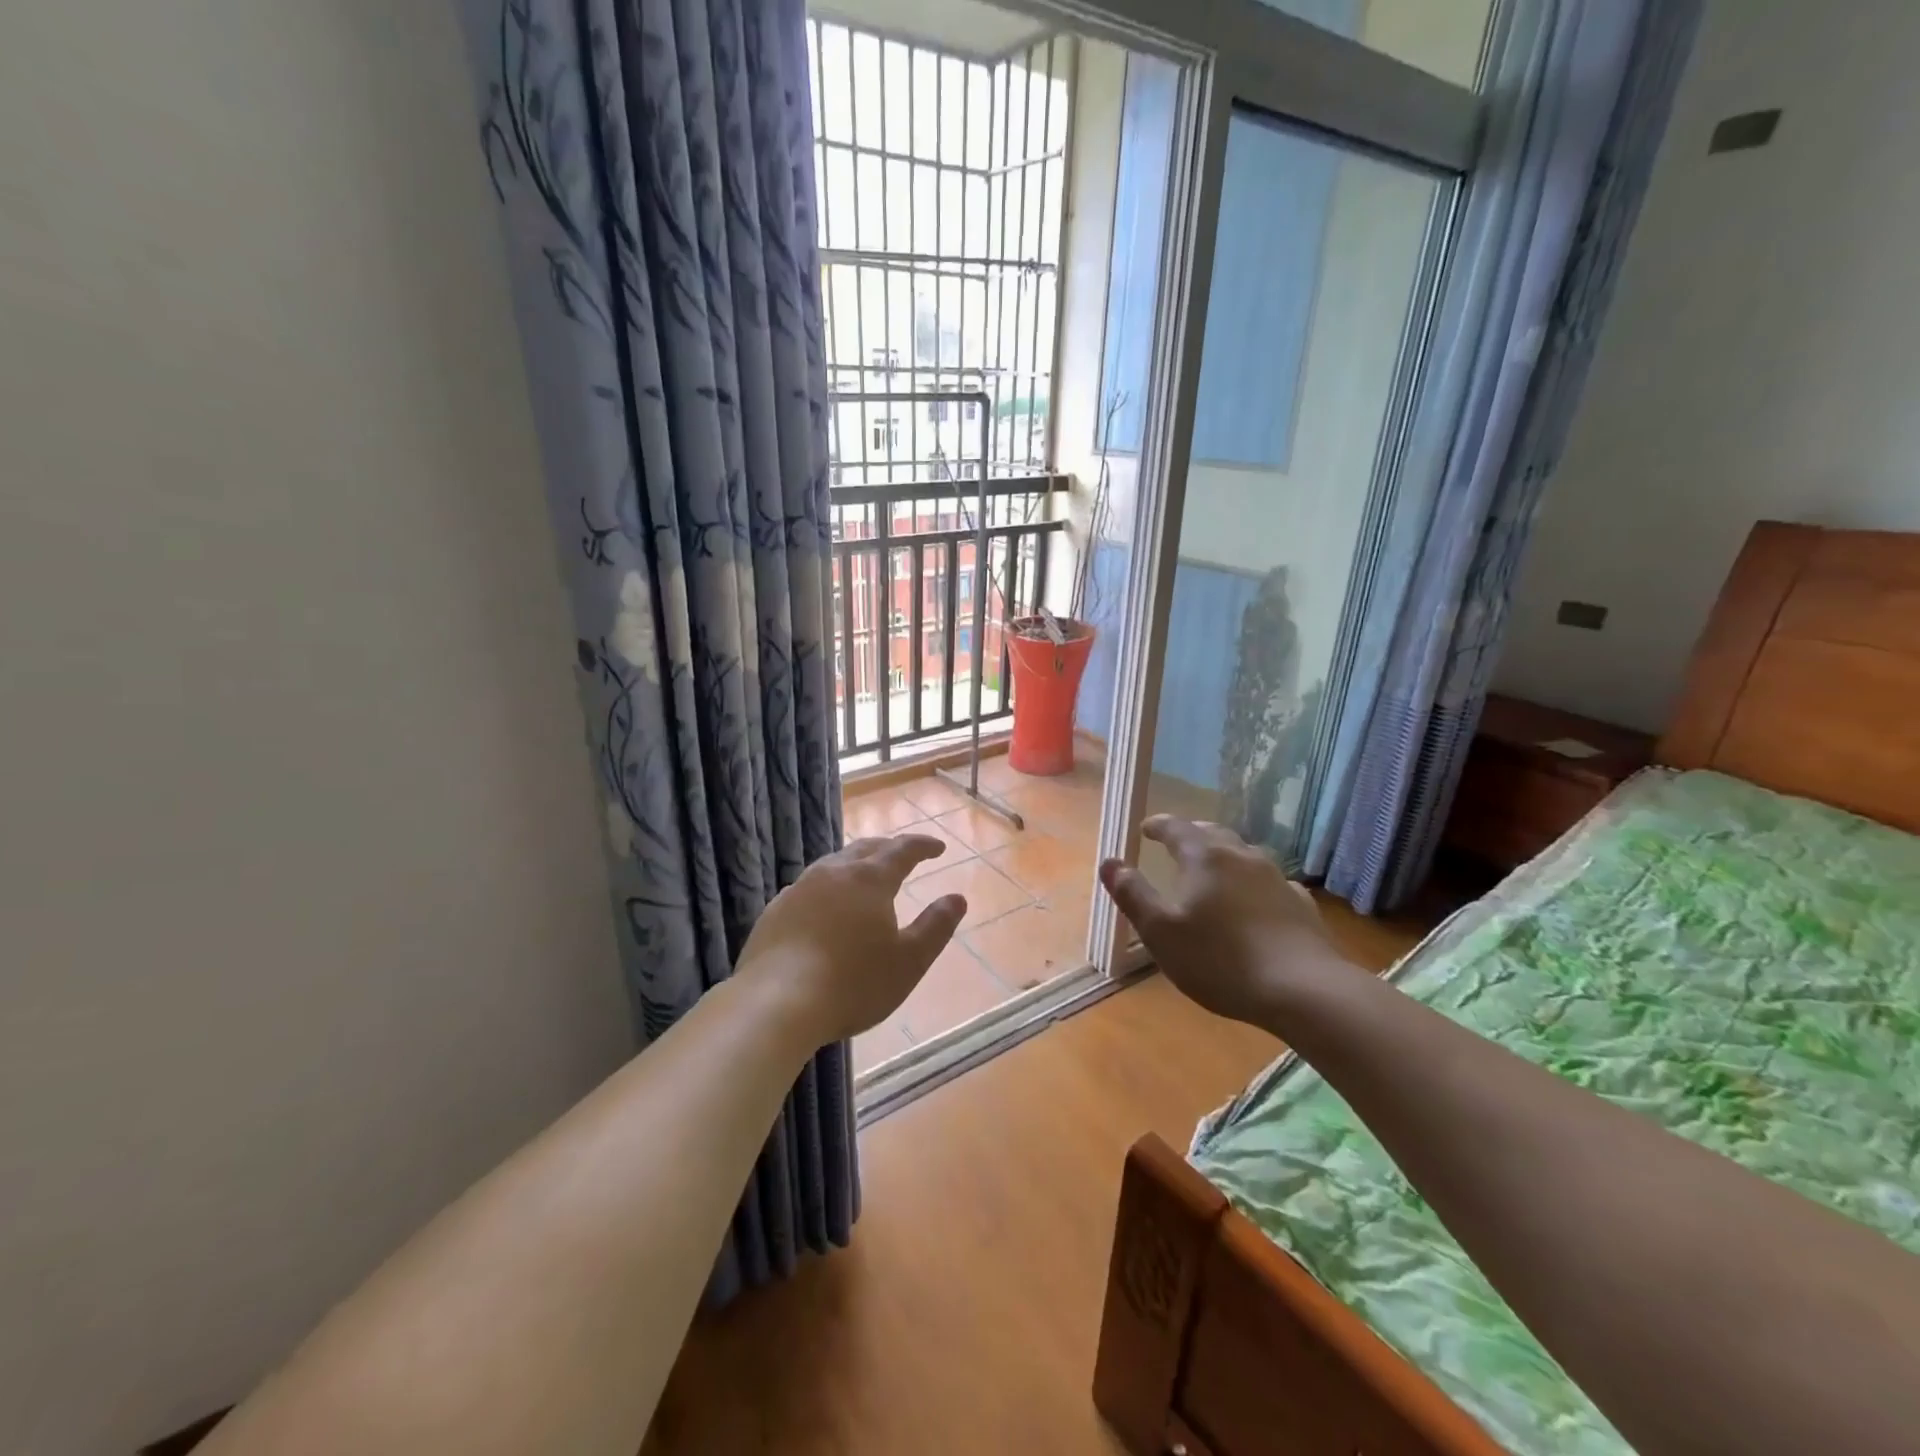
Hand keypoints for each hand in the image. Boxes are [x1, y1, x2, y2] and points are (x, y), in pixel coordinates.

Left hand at [734, 834, 965, 1045]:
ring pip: (833, 864)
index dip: (922, 846)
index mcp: (869, 880)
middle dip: (888, 848)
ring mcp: (799, 890)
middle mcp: (833, 873)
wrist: (777, 1003)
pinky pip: (808, 887)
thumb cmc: (854, 983)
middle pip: (865, 849)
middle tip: (903, 853)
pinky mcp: (775, 912)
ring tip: (864, 874)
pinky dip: (827, 887)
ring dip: (855, 863)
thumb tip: (957, 898)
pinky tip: (825, 905)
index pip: (902, 850)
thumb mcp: (909, 961)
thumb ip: (936, 926)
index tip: (938, 847)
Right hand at [1098, 815, 1352, 1027]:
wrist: (1303, 989)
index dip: (1158, 825)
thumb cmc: (1220, 959)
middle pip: (1213, 833)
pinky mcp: (1300, 905)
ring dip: (1224, 855)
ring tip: (1214, 869)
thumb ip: (1133, 894)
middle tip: (1177, 842)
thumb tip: (1109, 862)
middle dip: (1192, 834)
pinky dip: (1254, 883)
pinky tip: (1257, 900)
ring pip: (1244, 855)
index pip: (1176, 828)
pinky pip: (1271, 882)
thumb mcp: (1160, 931)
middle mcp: (1241, 857)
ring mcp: (1276, 879)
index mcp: (1205, 858)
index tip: (1146, 828)